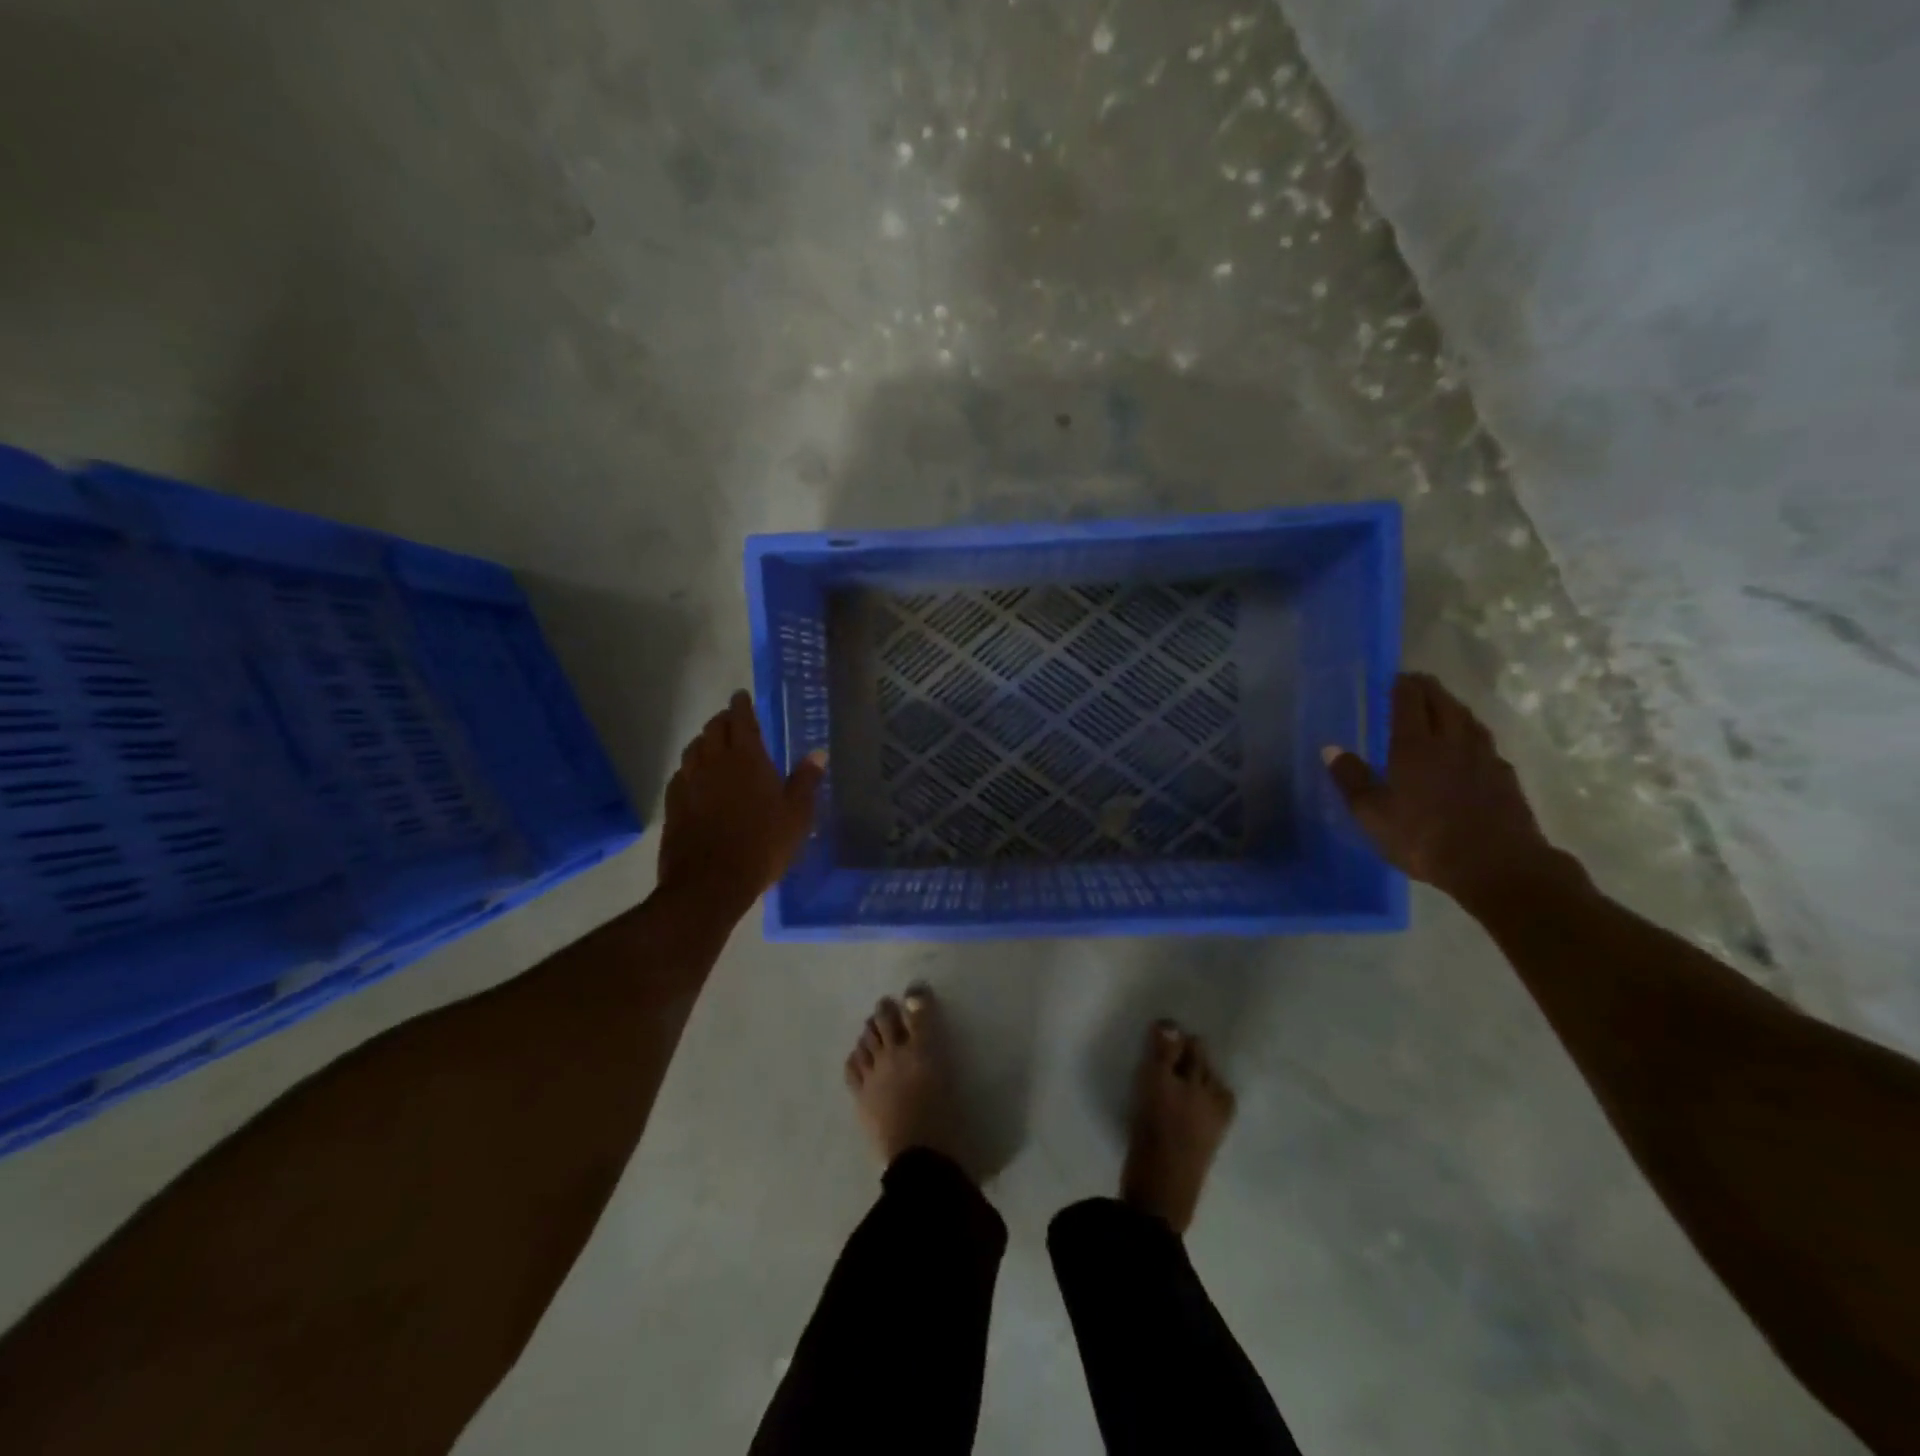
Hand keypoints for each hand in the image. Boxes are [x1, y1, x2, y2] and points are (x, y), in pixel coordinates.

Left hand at [657, 691, 824, 919]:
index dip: (741, 705)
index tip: (741, 696)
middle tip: (732, 721)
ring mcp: (690, 782)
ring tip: (714, 746)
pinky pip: (681, 775)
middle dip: (723, 720)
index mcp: (747, 758)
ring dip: (704, 742)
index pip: (740, 719)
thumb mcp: (797, 815)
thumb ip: (806, 781)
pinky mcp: (674, 805)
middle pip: (713, 729)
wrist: (711, 882)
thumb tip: (818, 753)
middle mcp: (714, 762)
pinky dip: (690, 769)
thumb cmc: (763, 845)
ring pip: (693, 749)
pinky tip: (695, 779)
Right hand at [1322, 673, 1579, 907]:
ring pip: (1468, 719)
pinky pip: (1485, 742)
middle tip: (1416, 682)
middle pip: (1442, 703)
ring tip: (1442, 705)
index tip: (1394, 676)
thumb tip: (1331, 749)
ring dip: (1452, 706)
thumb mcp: (1373, 815)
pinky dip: (1472, 733)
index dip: (1402, 685)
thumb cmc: (1424, 838)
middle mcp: (1451, 742)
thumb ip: (1351, 779)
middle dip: (1428, 688)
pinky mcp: (1504, 777)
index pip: (1409, 702)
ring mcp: (1483, 758)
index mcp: (1415, 747)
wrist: (1497, 866)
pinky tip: (1469, 745)